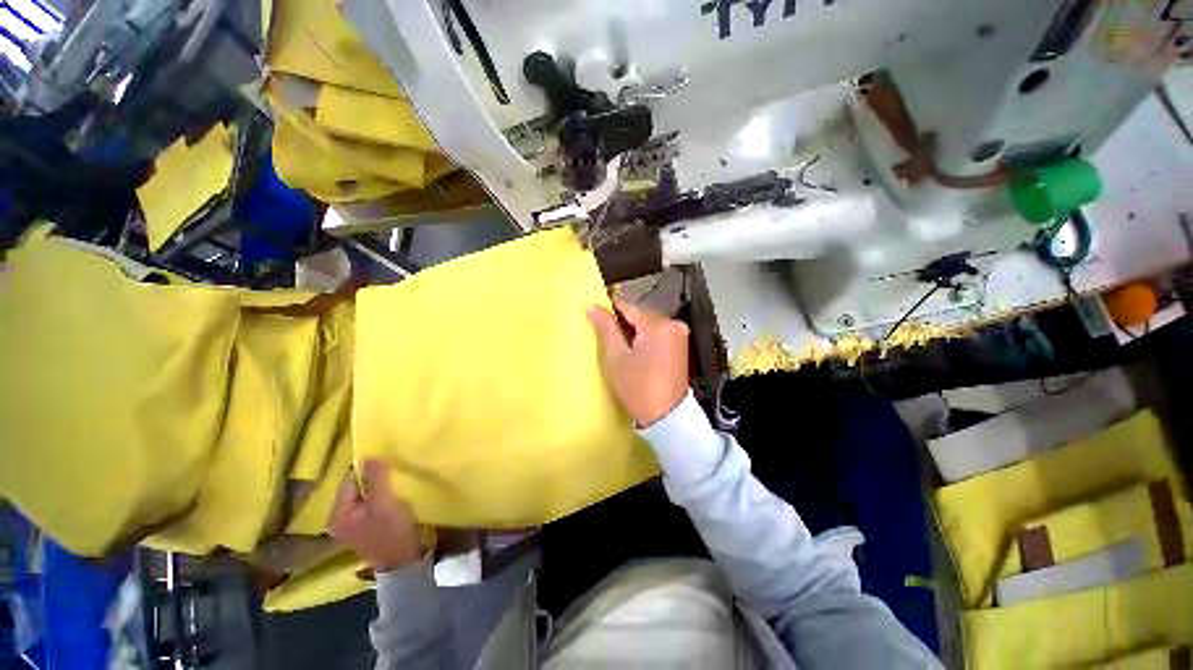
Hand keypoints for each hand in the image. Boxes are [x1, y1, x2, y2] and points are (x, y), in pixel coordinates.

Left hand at [327, 460, 424, 571]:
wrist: (404, 561)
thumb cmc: (392, 532)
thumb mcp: (385, 502)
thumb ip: (376, 479)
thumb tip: (369, 455)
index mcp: (337, 514)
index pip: (349, 480)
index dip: (367, 469)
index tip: (387, 462)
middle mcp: (339, 518)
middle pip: (355, 487)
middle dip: (373, 477)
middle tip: (394, 471)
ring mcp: (352, 523)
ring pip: (364, 494)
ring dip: (379, 486)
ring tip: (396, 481)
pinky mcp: (365, 525)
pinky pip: (370, 502)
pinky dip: (381, 495)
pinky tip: (394, 494)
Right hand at [587, 297, 689, 426]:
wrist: (666, 416)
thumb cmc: (637, 387)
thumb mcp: (617, 358)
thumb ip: (606, 328)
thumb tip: (592, 306)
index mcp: (658, 324)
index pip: (628, 306)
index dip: (610, 308)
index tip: (595, 311)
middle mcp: (672, 323)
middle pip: (640, 313)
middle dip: (623, 321)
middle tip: (605, 333)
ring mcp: (679, 333)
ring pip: (649, 322)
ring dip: (634, 329)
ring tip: (619, 344)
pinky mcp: (681, 343)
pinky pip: (658, 331)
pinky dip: (645, 336)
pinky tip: (635, 349)